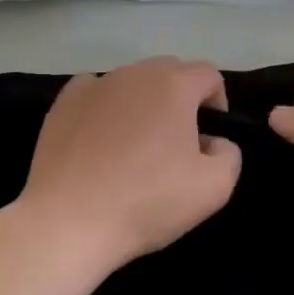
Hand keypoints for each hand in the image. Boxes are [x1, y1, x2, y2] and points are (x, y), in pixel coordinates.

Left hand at [19, 57, 241, 269]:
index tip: (209, 137)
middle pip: (170, 72)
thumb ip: (229, 155)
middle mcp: (135, 74)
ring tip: (135, 146)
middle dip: (181, 99)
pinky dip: (105, 107)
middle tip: (176, 142)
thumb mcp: (214, 188)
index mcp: (175, 85)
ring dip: (143, 104)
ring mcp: (96, 84)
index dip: (216, 102)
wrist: (69, 222)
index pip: (208, 75)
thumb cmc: (147, 202)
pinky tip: (100, 139)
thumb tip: (213, 142)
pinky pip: (95, 91)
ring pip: (132, 82)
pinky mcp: (64, 102)